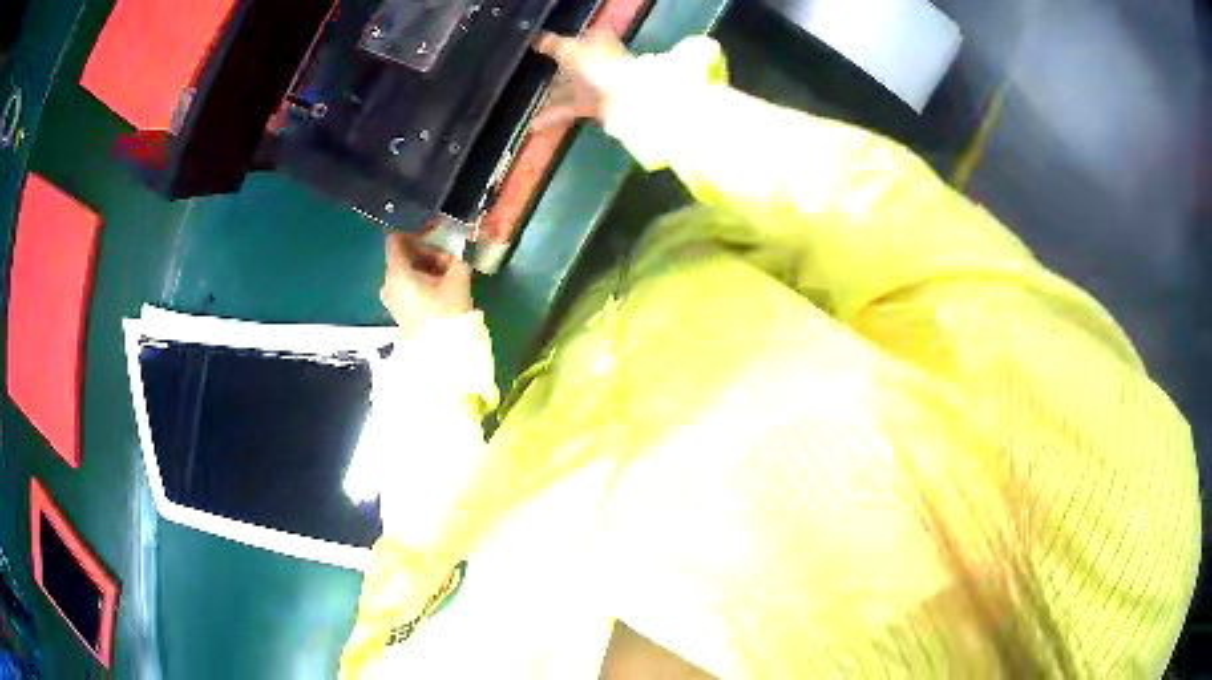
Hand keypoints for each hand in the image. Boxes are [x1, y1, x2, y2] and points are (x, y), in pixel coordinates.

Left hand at [380, 232, 471, 334]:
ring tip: (449, 273)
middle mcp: (388, 282)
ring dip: (426, 268)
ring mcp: (392, 299)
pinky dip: (422, 282)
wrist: (441, 351)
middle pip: (403, 257)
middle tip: (449, 256)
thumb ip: (456, 258)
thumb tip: (457, 251)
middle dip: (426, 252)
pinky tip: (441, 288)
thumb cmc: (446, 310)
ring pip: (407, 273)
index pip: (397, 239)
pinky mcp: (399, 312)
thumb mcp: (458, 277)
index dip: (415, 231)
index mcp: (397, 270)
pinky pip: (408, 288)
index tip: (434, 231)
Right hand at [532, 30, 633, 131]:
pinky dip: (554, 114)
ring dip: (550, 96)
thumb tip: (537, 38)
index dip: (562, 41)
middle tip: (529, 75)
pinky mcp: (595, 104)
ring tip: (528, 102)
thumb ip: (551, 43)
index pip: (579, 36)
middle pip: (573, 64)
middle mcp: (600, 59)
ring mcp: (598, 83)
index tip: (541, 48)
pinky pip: (570, 107)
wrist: (621, 98)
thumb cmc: (595, 63)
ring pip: (570, 87)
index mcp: (599, 39)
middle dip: (553, 71)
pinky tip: (535, 123)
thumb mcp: (568, 48)